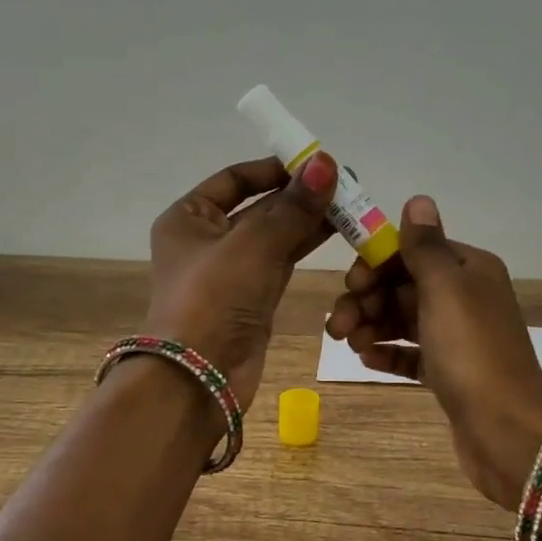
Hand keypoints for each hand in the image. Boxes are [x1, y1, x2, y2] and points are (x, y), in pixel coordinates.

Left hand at [142, 151, 338, 409]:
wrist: (199, 378)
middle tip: (347, 183)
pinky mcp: (252, 297)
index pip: (235, 179)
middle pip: (259, 205)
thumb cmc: (214, 299)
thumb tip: (325, 161)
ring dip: (309, 219)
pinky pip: (282, 260)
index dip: (275, 169)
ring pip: (275, 234)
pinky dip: (306, 245)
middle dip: (300, 194)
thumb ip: (293, 206)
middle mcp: (207, 239)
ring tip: (352, 204)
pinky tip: (338, 231)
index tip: (316, 163)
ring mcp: (231, 270)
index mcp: (189, 217)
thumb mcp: (254, 244)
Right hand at [326, 196, 541, 511]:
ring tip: (346, 343)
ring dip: (371, 324)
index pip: (413, 251)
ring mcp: (458, 337)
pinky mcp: (450, 373)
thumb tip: (418, 199)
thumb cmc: (472, 352)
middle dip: (367, 299)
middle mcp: (466, 297)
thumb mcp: (446, 289)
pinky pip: (411, 353)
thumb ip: (425, 246)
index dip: (377, 264)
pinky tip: (365, 359)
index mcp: (470, 269)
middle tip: (337, 324)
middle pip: (403, 285)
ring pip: (403, 319)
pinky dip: (387, 352)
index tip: (352, 285)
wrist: (509, 433)